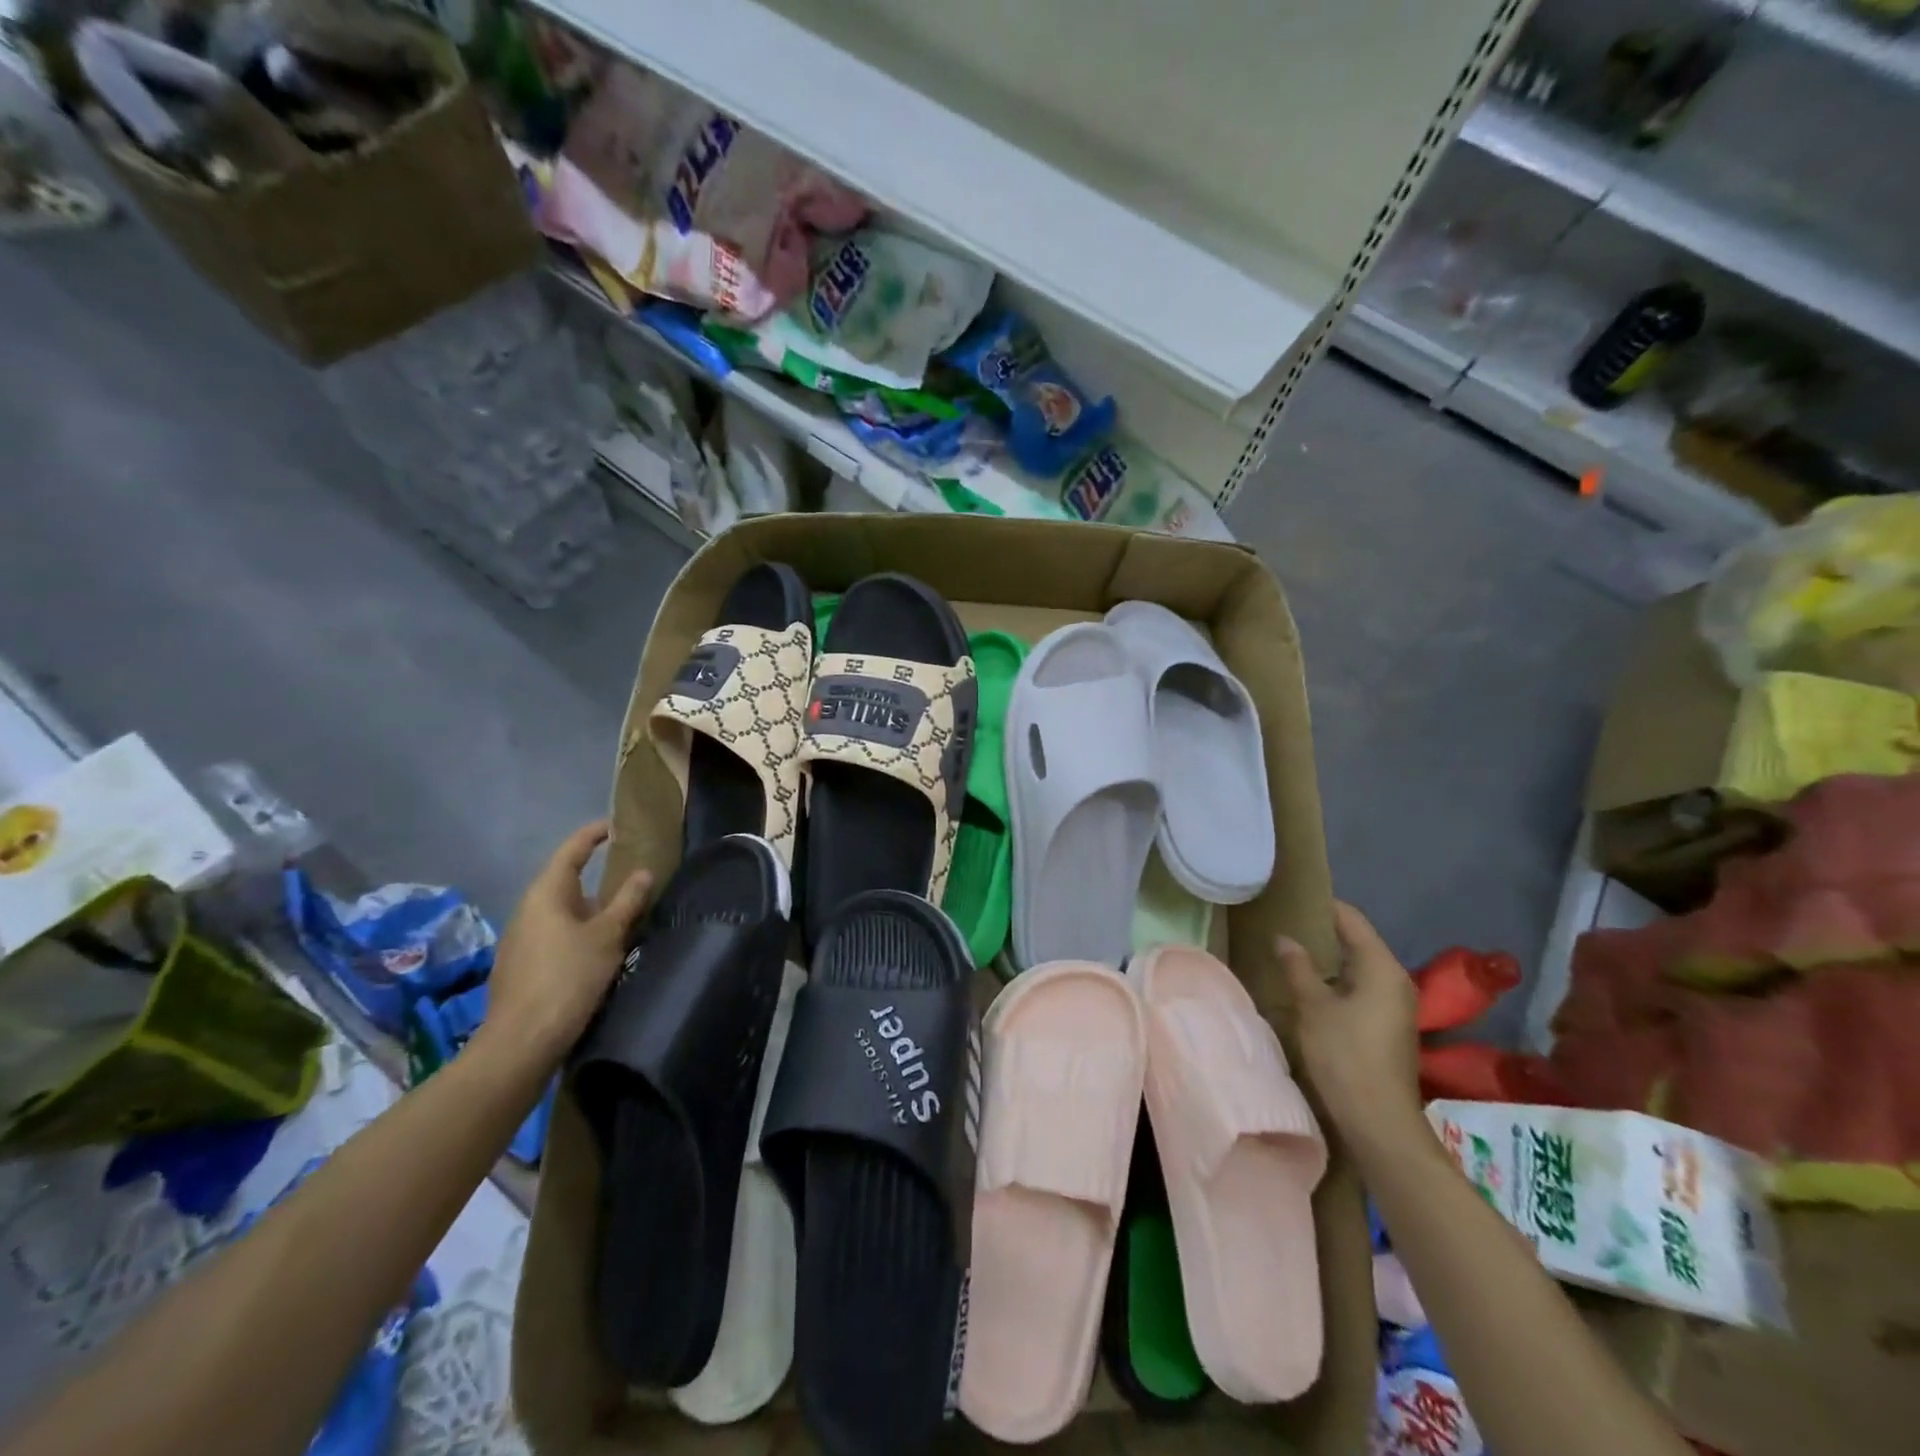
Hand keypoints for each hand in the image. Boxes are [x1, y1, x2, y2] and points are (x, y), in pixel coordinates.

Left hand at [481, 821, 652, 1067]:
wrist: (522, 1042)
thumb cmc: (568, 978)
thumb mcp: (608, 936)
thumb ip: (628, 902)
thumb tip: (643, 872)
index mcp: (546, 894)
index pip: (572, 851)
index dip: (594, 835)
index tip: (617, 826)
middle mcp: (528, 911)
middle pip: (567, 884)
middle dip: (600, 881)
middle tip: (634, 880)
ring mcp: (521, 941)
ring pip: (563, 914)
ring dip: (592, 912)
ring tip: (626, 919)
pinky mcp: (523, 967)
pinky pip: (557, 937)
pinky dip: (580, 934)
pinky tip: (601, 953)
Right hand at [1277, 901, 1422, 1155]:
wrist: (1379, 1122)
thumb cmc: (1345, 1055)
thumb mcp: (1313, 1006)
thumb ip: (1298, 967)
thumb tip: (1285, 938)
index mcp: (1381, 967)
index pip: (1351, 920)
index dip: (1322, 906)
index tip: (1291, 896)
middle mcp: (1395, 980)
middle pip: (1358, 942)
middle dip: (1323, 932)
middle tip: (1284, 923)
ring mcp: (1395, 1005)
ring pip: (1358, 967)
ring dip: (1328, 959)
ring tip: (1291, 951)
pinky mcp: (1389, 1026)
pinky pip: (1361, 988)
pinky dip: (1337, 981)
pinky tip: (1310, 986)